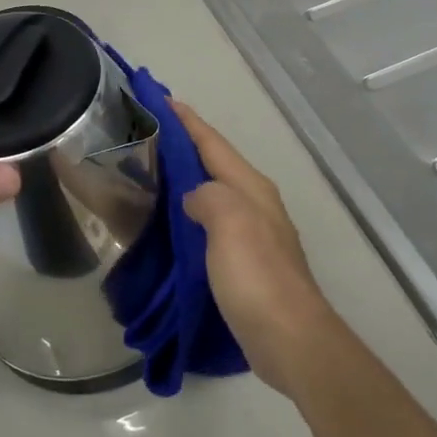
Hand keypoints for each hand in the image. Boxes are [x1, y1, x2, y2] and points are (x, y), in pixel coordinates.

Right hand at [173, 101, 342, 395]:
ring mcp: (253, 234)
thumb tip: (192, 198)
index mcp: (251, 188)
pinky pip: (210, 224)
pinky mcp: (246, 263)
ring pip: (213, 193)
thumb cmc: (257, 276)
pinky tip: (169, 224)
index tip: (160, 97)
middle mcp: (255, 204)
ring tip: (151, 173)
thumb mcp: (229, 222)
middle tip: (147, 133)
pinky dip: (189, 214)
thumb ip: (207, 196)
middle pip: (214, 164)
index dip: (188, 120)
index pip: (213, 143)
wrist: (289, 338)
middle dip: (185, 146)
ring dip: (186, 180)